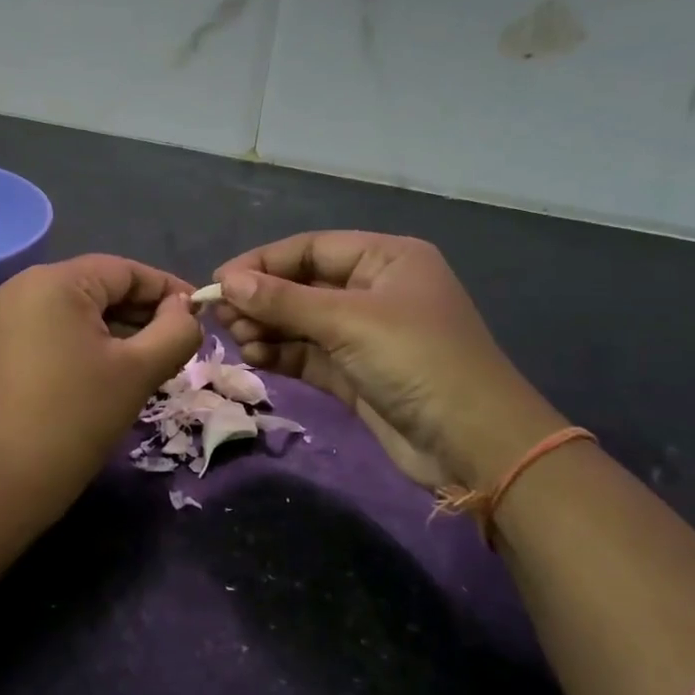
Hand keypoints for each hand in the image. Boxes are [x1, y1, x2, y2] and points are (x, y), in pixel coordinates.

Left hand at [0, 255, 201, 510]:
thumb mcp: (138, 371)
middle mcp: (23, 287)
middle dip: (143, 313)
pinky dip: (87, 344)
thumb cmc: (75, 418)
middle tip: (180, 343)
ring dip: (118, 331)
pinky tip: (112, 371)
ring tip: (153, 360)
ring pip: (77, 312)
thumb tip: (185, 310)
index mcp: (54, 281)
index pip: (124, 271)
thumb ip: (175, 331)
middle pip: (98, 287)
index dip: (168, 290)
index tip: (201, 314)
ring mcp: (4, 318)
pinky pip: (54, 331)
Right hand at [214, 232, 565, 489]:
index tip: (219, 281)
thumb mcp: (349, 321)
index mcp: (386, 259)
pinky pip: (308, 353)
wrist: (475, 445)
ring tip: (238, 339)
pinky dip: (281, 353)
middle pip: (303, 284)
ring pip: (301, 321)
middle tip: (222, 318)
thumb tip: (227, 281)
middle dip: (262, 298)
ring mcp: (365, 333)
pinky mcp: (356, 372)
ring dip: (267, 327)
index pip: (311, 248)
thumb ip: (284, 300)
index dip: (263, 262)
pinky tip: (256, 356)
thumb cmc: (417, 362)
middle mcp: (374, 289)